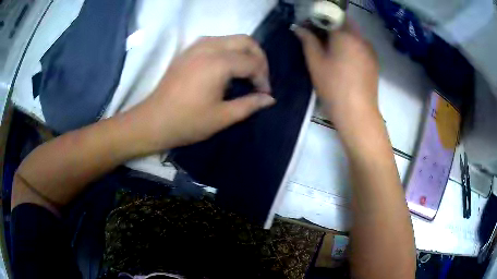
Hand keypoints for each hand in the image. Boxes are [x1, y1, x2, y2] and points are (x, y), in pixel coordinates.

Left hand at [128, 35, 275, 151]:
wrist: (153, 121)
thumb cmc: (187, 122)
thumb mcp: (222, 117)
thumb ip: (249, 105)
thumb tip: (269, 99)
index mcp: (218, 63)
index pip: (252, 62)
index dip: (263, 78)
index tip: (264, 94)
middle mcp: (209, 47)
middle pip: (246, 41)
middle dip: (259, 58)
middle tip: (260, 78)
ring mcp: (197, 46)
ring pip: (231, 38)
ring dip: (244, 52)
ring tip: (246, 72)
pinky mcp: (189, 50)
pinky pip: (217, 41)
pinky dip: (229, 50)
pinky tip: (227, 67)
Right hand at [293, 21, 378, 127]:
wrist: (357, 113)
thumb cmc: (333, 86)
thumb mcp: (315, 62)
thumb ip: (307, 41)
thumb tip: (298, 28)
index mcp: (345, 34)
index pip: (330, 16)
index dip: (318, 19)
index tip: (309, 27)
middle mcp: (361, 38)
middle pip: (345, 22)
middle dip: (332, 25)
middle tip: (319, 38)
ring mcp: (370, 50)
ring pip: (354, 34)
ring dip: (342, 35)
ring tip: (331, 49)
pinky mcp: (374, 61)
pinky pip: (361, 45)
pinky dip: (352, 45)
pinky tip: (345, 60)